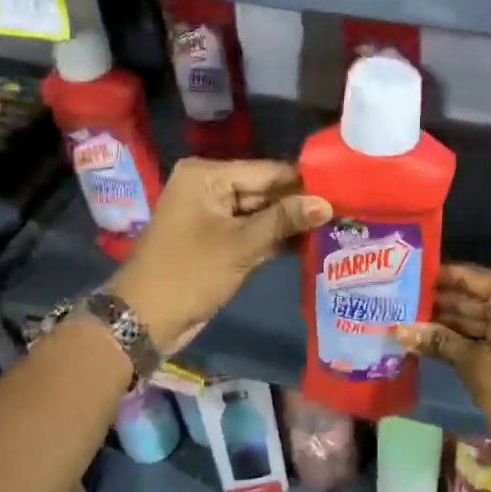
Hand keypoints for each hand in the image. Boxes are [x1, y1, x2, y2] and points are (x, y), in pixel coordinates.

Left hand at [108, 158, 329, 355]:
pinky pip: (252, 231)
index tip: (345, 190)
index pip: (267, 171)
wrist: (144, 320)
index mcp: (207, 175)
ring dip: (291, 223)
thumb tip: (327, 204)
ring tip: (335, 226)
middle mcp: (209, 186)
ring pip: (261, 213)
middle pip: (265, 190)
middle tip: (345, 210)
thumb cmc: (189, 273)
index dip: (304, 182)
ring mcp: (213, 214)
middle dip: (300, 204)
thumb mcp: (241, 245)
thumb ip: (284, 221)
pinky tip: (311, 244)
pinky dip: (275, 238)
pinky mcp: (217, 239)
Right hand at [392, 264, 490, 488]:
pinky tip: (421, 340)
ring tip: (398, 318)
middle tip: (391, 300)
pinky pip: (479, 335)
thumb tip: (398, 328)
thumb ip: (439, 342)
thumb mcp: (478, 368)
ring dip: (439, 322)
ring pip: (471, 316)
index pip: (468, 276)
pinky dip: (455, 339)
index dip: (434, 276)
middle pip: (468, 295)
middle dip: (433, 301)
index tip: (399, 275)